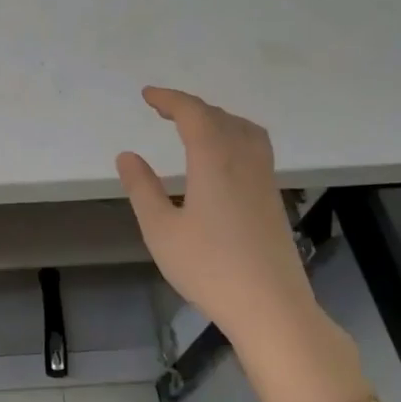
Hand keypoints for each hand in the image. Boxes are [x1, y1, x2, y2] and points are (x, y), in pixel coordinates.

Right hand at [116, 87, 326, 356]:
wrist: (270, 306)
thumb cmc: (208, 268)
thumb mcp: (161, 230)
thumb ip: (143, 189)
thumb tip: (128, 156)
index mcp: (215, 162)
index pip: (194, 115)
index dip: (170, 100)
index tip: (147, 95)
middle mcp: (245, 161)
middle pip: (221, 118)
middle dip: (191, 107)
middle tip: (163, 109)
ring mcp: (264, 180)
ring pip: (245, 131)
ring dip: (218, 118)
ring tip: (195, 126)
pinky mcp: (273, 199)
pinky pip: (256, 148)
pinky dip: (234, 136)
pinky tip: (222, 158)